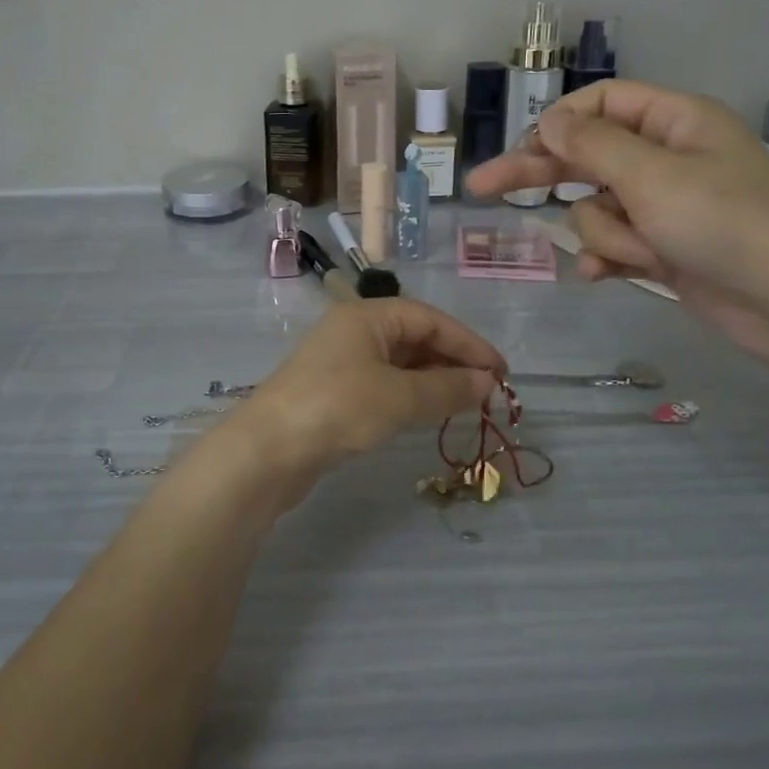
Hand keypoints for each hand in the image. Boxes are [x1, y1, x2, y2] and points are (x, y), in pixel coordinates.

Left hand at [227, 299, 504, 501]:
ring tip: (465, 403)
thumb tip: (488, 383)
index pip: (429, 318)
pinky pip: (383, 384)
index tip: (501, 371)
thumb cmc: (337, 408)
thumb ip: (446, 389)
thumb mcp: (398, 397)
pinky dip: (410, 395)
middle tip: (487, 391)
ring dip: (433, 380)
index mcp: (366, 316)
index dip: (468, 343)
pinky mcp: (333, 393)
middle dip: (452, 361)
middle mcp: (352, 331)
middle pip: (413, 337)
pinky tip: (426, 413)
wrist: (267, 451)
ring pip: (399, 363)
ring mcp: (340, 363)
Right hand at [466, 81, 768, 365]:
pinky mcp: (661, 247)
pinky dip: (608, 257)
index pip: (600, 103)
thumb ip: (591, 144)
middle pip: (584, 155)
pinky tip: (606, 275)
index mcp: (672, 121)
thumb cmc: (725, 223)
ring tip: (639, 251)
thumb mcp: (651, 175)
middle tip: (480, 187)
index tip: (523, 149)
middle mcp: (664, 157)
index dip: (558, 122)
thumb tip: (548, 119)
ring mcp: (662, 206)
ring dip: (605, 232)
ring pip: (595, 208)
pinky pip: (611, 242)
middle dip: (539, 175)